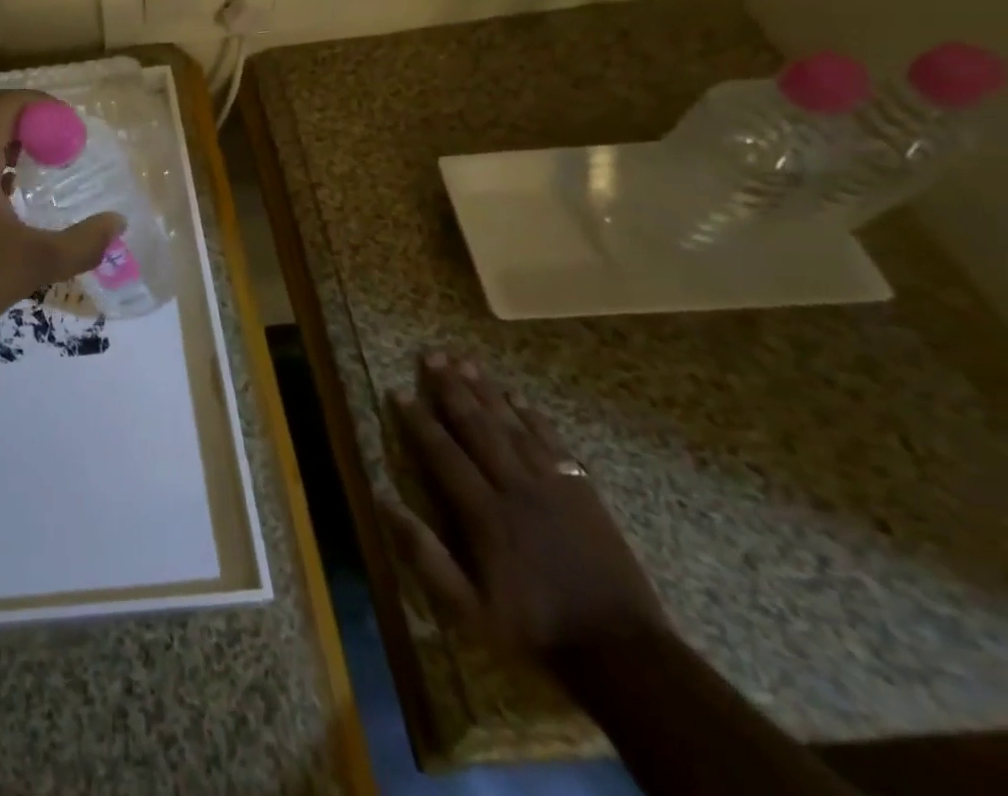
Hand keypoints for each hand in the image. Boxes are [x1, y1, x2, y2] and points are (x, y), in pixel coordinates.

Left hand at [0, 90, 124, 348]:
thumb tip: (116, 223)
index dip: (42, 107)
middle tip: (61, 148)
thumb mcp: (34, 263)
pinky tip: (4, 195)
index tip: (71, 128)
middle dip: (28, 124)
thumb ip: (82, 243)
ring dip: (5, 143)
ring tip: (38, 166)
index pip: (7, 103)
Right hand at [377, 352, 668, 662]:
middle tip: (433, 355)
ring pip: (512, 425)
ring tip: (466, 361)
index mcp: (485, 513)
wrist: (622, 652)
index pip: (443, 454)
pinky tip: (519, 398)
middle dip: (452, 389)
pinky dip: (534, 417)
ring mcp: (552, 485)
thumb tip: (385, 503)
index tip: (399, 391)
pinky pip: (553, 443)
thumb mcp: (469, 609)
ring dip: (487, 391)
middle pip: (478, 426)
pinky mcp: (582, 491)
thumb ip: (426, 556)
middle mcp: (515, 487)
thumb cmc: (536, 629)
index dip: (419, 421)